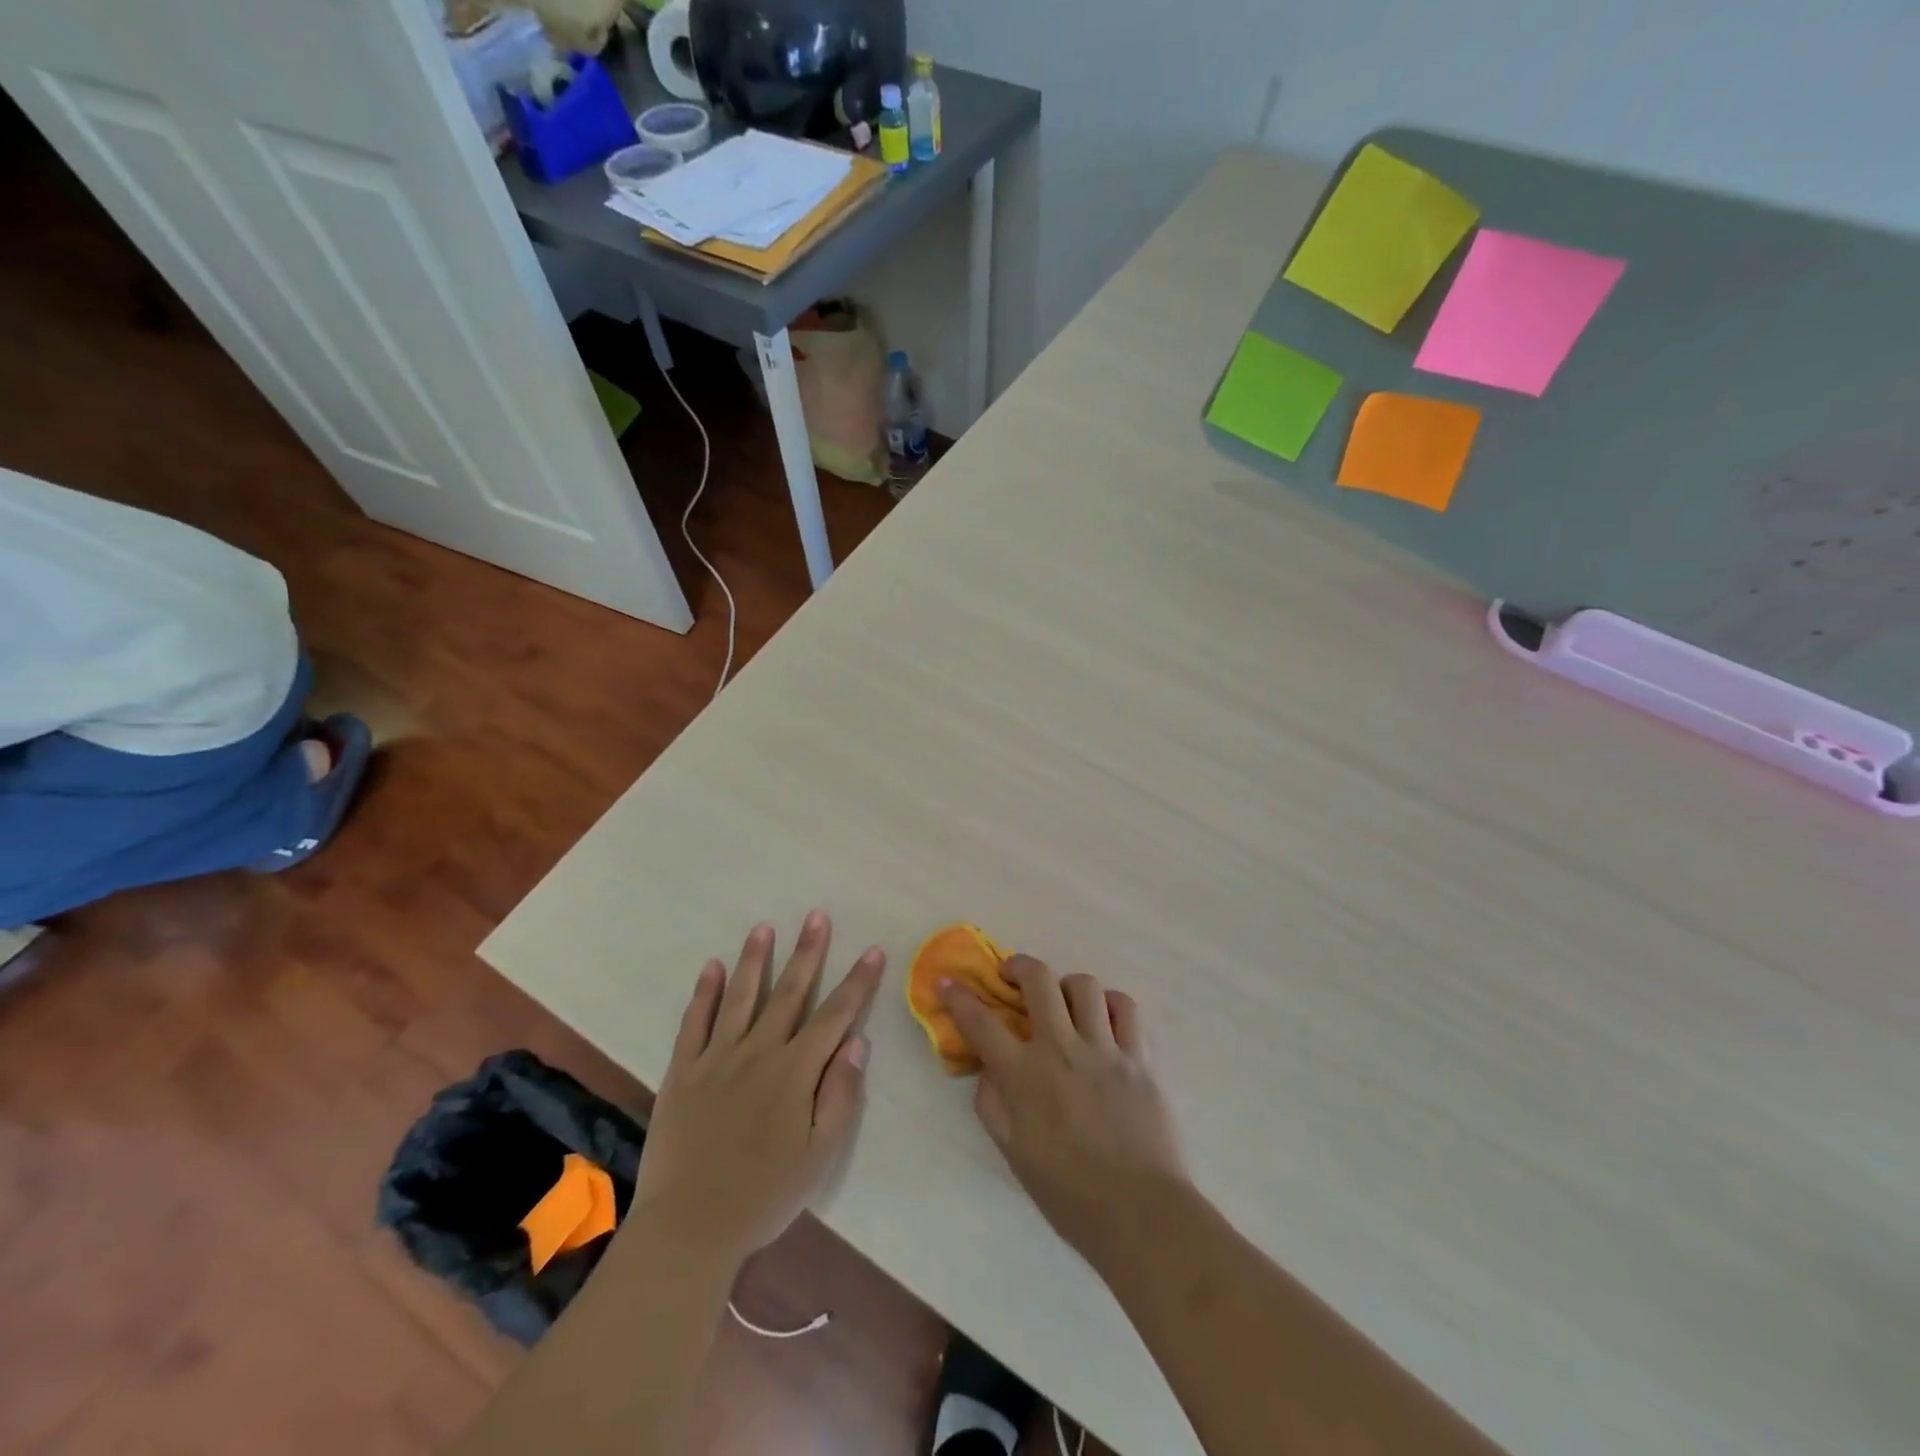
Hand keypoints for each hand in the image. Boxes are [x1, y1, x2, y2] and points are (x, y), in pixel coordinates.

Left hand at [633, 912, 884, 1267]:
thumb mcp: (819, 1155)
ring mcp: (717, 1058)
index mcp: (795, 1071)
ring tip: (764, 927)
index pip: (835, 1015)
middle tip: (817, 915)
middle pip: (790, 992)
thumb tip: (858, 1042)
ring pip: (741, 996)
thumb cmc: (764, 1195)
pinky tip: (712, 967)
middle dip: (808, 952)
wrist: (688, 1228)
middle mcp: (758, 1052)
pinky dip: (704, 993)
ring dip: (755, 959)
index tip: (872, 950)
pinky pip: (694, 1023)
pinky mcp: (682, 1071)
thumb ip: (840, 1095)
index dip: (857, 982)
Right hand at [941, 956, 1188, 1261]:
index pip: (982, 1023)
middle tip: (1011, 976)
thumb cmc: (1069, 1193)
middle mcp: (1063, 1049)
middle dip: (1018, 966)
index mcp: (1025, 1076)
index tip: (947, 981)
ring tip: (1063, 1002)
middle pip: (1038, 980)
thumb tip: (988, 1067)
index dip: (959, 998)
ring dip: (1066, 986)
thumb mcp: (1014, 1153)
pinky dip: (1110, 1004)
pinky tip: (1103, 1020)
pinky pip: (1126, 1008)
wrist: (1140, 1214)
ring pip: (1084, 985)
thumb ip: (993, 1103)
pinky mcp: (1140, 1057)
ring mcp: (1105, 1049)